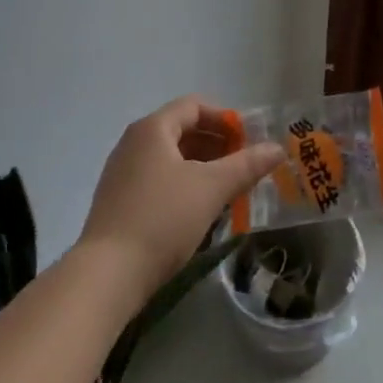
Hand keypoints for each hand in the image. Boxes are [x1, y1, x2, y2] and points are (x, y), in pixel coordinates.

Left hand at [79, 96, 284, 302]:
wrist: (106, 276)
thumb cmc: (162, 219)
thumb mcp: (211, 189)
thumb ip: (246, 165)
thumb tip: (277, 148)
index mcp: (152, 129)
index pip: (194, 106)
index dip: (225, 118)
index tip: (249, 140)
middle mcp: (133, 143)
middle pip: (182, 130)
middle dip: (217, 145)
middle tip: (244, 166)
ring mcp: (121, 173)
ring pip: (170, 158)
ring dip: (202, 167)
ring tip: (227, 190)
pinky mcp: (118, 202)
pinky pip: (157, 180)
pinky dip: (183, 185)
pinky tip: (199, 211)